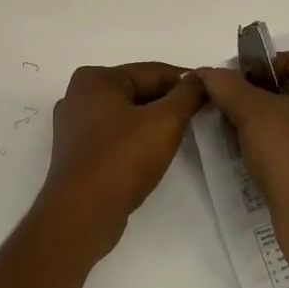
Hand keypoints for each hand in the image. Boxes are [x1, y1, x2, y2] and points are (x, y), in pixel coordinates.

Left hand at [34, 62, 206, 261]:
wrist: (82, 215)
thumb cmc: (122, 159)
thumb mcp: (165, 122)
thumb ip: (187, 95)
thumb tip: (201, 77)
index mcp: (95, 79)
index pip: (152, 72)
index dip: (186, 81)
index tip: (213, 91)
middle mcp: (79, 96)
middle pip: (138, 91)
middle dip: (170, 102)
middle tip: (203, 113)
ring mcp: (75, 126)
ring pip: (127, 115)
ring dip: (154, 122)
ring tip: (185, 133)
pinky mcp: (78, 154)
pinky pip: (116, 136)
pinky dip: (137, 139)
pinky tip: (156, 152)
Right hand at [197, 53, 288, 249]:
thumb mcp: (252, 112)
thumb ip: (228, 86)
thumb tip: (206, 72)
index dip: (266, 66)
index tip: (238, 79)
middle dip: (267, 93)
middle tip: (234, 100)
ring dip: (273, 118)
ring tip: (240, 125)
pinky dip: (286, 141)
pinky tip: (258, 150)